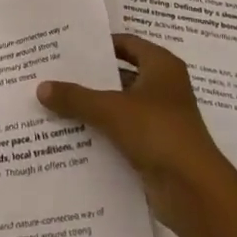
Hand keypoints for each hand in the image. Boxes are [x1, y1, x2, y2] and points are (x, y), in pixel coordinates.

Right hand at [37, 33, 236, 236]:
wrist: (195, 192)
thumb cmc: (158, 132)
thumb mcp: (111, 110)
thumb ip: (76, 97)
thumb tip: (41, 87)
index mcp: (161, 66)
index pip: (127, 44)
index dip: (100, 44)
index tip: (68, 47)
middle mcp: (164, 88)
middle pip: (120, 75)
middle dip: (90, 78)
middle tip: (54, 74)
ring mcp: (161, 120)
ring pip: (120, 107)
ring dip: (94, 108)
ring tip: (55, 104)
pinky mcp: (155, 149)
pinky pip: (122, 134)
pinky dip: (102, 134)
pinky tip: (72, 135)